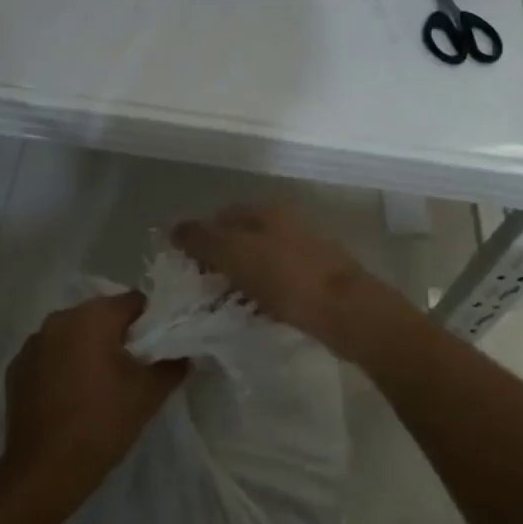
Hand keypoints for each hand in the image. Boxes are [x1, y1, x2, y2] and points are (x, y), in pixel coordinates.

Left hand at [1, 291, 185, 508]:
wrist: (44, 471)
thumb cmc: (102, 422)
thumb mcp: (149, 393)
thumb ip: (172, 363)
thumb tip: (182, 352)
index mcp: (92, 316)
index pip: (133, 302)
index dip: (150, 321)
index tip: (157, 348)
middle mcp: (60, 319)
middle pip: (101, 315)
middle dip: (118, 335)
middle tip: (133, 367)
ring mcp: (33, 343)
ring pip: (74, 334)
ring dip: (88, 348)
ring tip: (101, 383)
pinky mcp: (16, 368)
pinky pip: (50, 355)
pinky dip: (63, 365)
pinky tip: (71, 395)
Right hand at [171, 204, 415, 361]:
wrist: (347, 311)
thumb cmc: (287, 278)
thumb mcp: (235, 254)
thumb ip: (202, 239)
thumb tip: (175, 228)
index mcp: (266, 210)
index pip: (221, 217)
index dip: (200, 240)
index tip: (187, 270)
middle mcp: (286, 222)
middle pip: (241, 238)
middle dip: (220, 261)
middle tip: (203, 290)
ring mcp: (304, 249)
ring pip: (259, 261)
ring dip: (240, 279)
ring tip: (225, 306)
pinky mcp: (317, 278)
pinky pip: (278, 282)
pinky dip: (262, 294)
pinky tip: (256, 313)